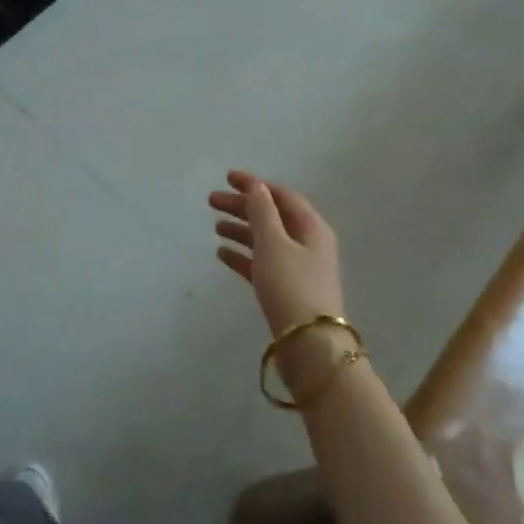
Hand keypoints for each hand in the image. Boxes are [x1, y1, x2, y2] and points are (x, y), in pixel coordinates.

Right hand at [209, 170, 344, 336]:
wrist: (308, 346)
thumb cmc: (291, 286)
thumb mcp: (273, 243)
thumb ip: (262, 212)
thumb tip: (256, 186)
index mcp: (311, 227)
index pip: (281, 196)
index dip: (255, 185)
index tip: (228, 178)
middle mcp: (308, 244)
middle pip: (272, 217)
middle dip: (243, 206)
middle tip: (211, 201)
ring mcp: (297, 269)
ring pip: (265, 240)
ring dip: (241, 230)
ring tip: (215, 226)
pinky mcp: (286, 291)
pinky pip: (261, 264)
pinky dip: (243, 256)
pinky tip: (221, 254)